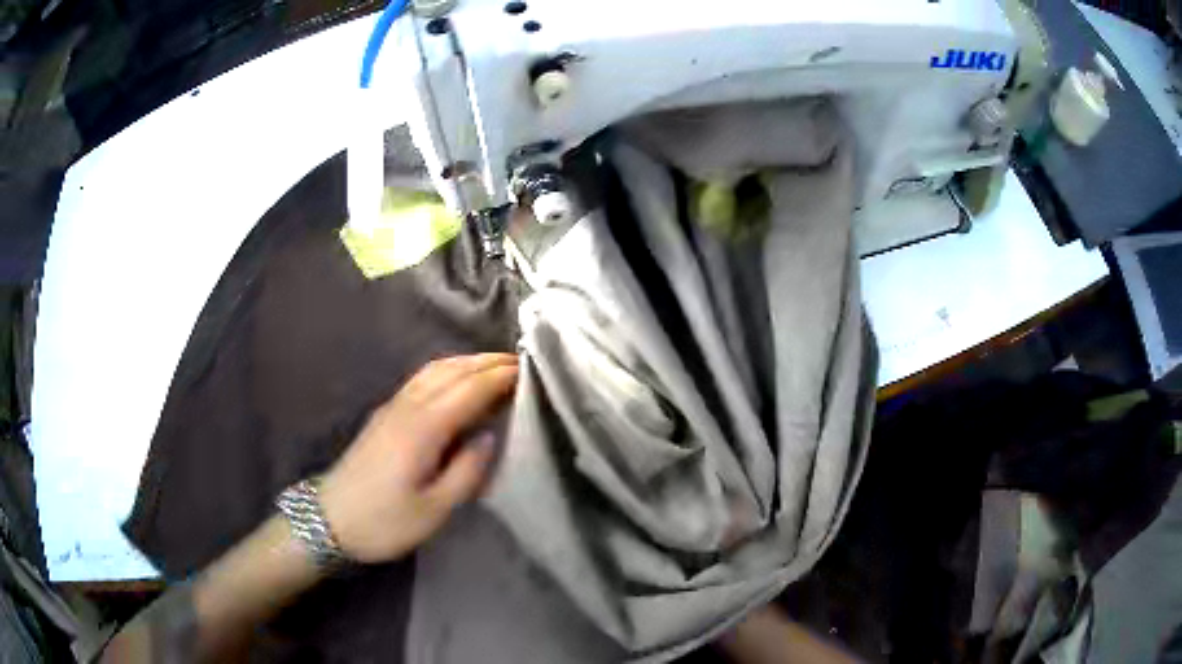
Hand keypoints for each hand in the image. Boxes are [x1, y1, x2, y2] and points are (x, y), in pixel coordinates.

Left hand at [318, 353, 518, 562]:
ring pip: (434, 370)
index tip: (531, 370)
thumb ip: (466, 471)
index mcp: (423, 427)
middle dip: (487, 362)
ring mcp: (392, 407)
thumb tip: (489, 437)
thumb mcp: (434, 510)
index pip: (469, 389)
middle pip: (452, 370)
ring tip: (495, 366)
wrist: (330, 520)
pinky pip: (422, 379)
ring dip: (467, 362)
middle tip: (521, 362)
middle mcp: (408, 407)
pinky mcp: (384, 415)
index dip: (500, 377)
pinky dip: (448, 371)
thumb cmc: (385, 521)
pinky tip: (457, 382)